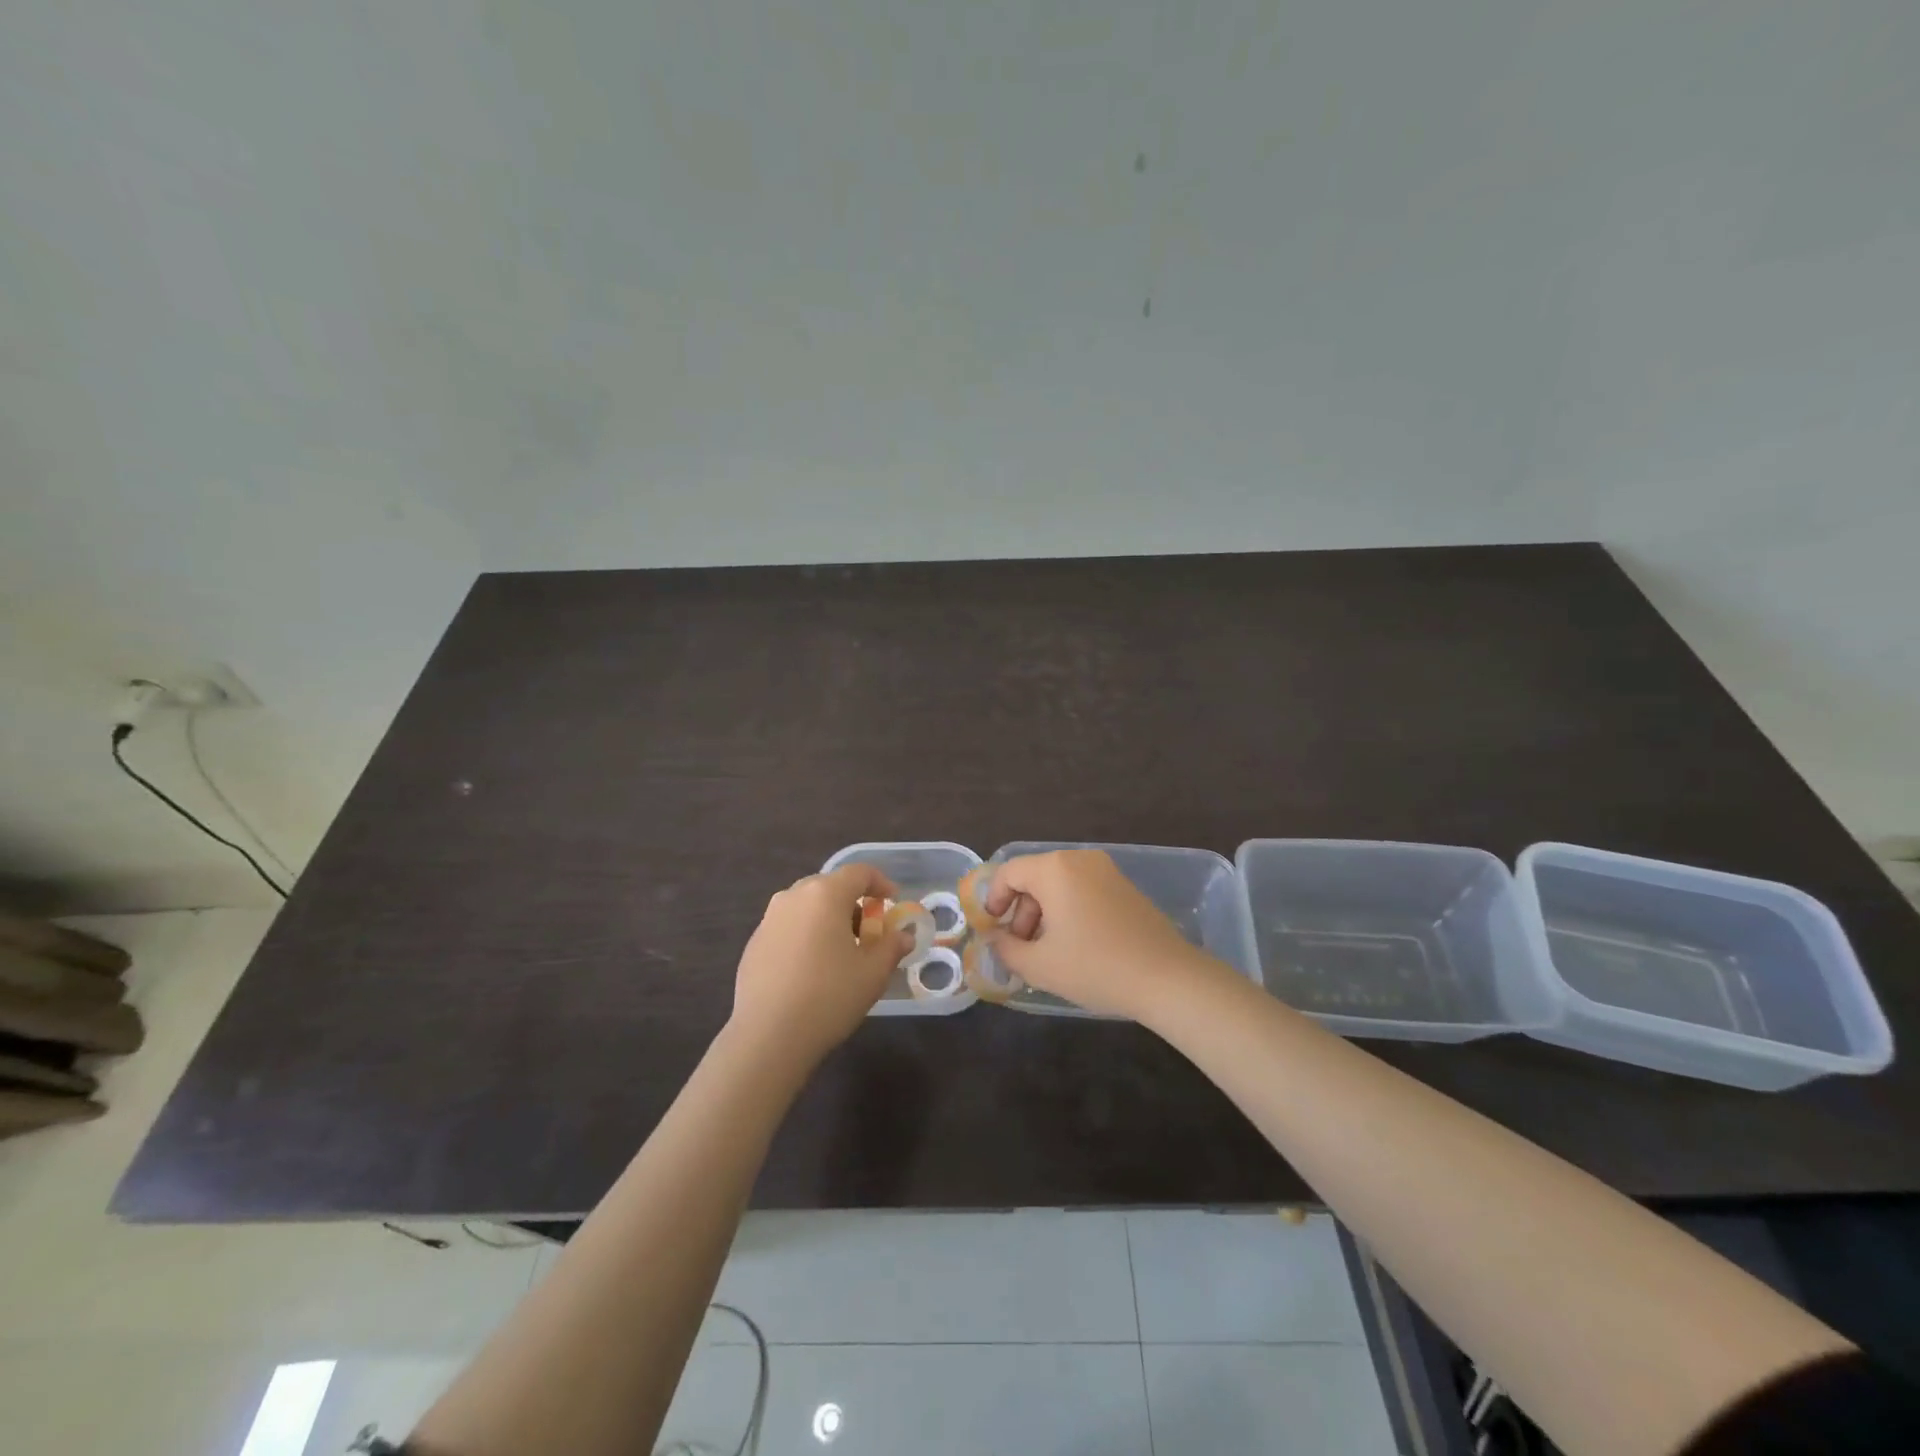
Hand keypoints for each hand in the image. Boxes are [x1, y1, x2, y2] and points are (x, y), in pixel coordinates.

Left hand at [730, 863, 909, 1065]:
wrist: (768, 1036)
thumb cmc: (829, 997)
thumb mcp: (873, 973)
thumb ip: (892, 947)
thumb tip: (903, 936)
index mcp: (825, 894)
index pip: (859, 872)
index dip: (881, 883)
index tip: (892, 903)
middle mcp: (793, 896)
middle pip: (830, 886)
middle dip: (853, 903)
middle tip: (868, 932)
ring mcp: (769, 919)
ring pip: (806, 906)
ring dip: (828, 918)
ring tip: (840, 951)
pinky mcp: (754, 943)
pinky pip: (788, 926)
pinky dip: (805, 935)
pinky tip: (811, 969)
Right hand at [984, 850, 1214, 1018]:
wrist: (1167, 978)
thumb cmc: (1095, 967)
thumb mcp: (1040, 966)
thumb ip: (1007, 949)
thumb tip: (995, 939)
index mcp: (1054, 869)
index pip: (1009, 872)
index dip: (993, 899)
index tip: (992, 929)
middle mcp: (1079, 859)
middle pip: (1035, 877)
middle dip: (1020, 910)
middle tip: (1020, 946)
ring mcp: (1106, 870)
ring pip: (1059, 884)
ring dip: (1044, 912)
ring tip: (1047, 950)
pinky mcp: (1125, 886)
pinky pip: (1083, 889)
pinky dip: (1069, 910)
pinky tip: (1075, 944)